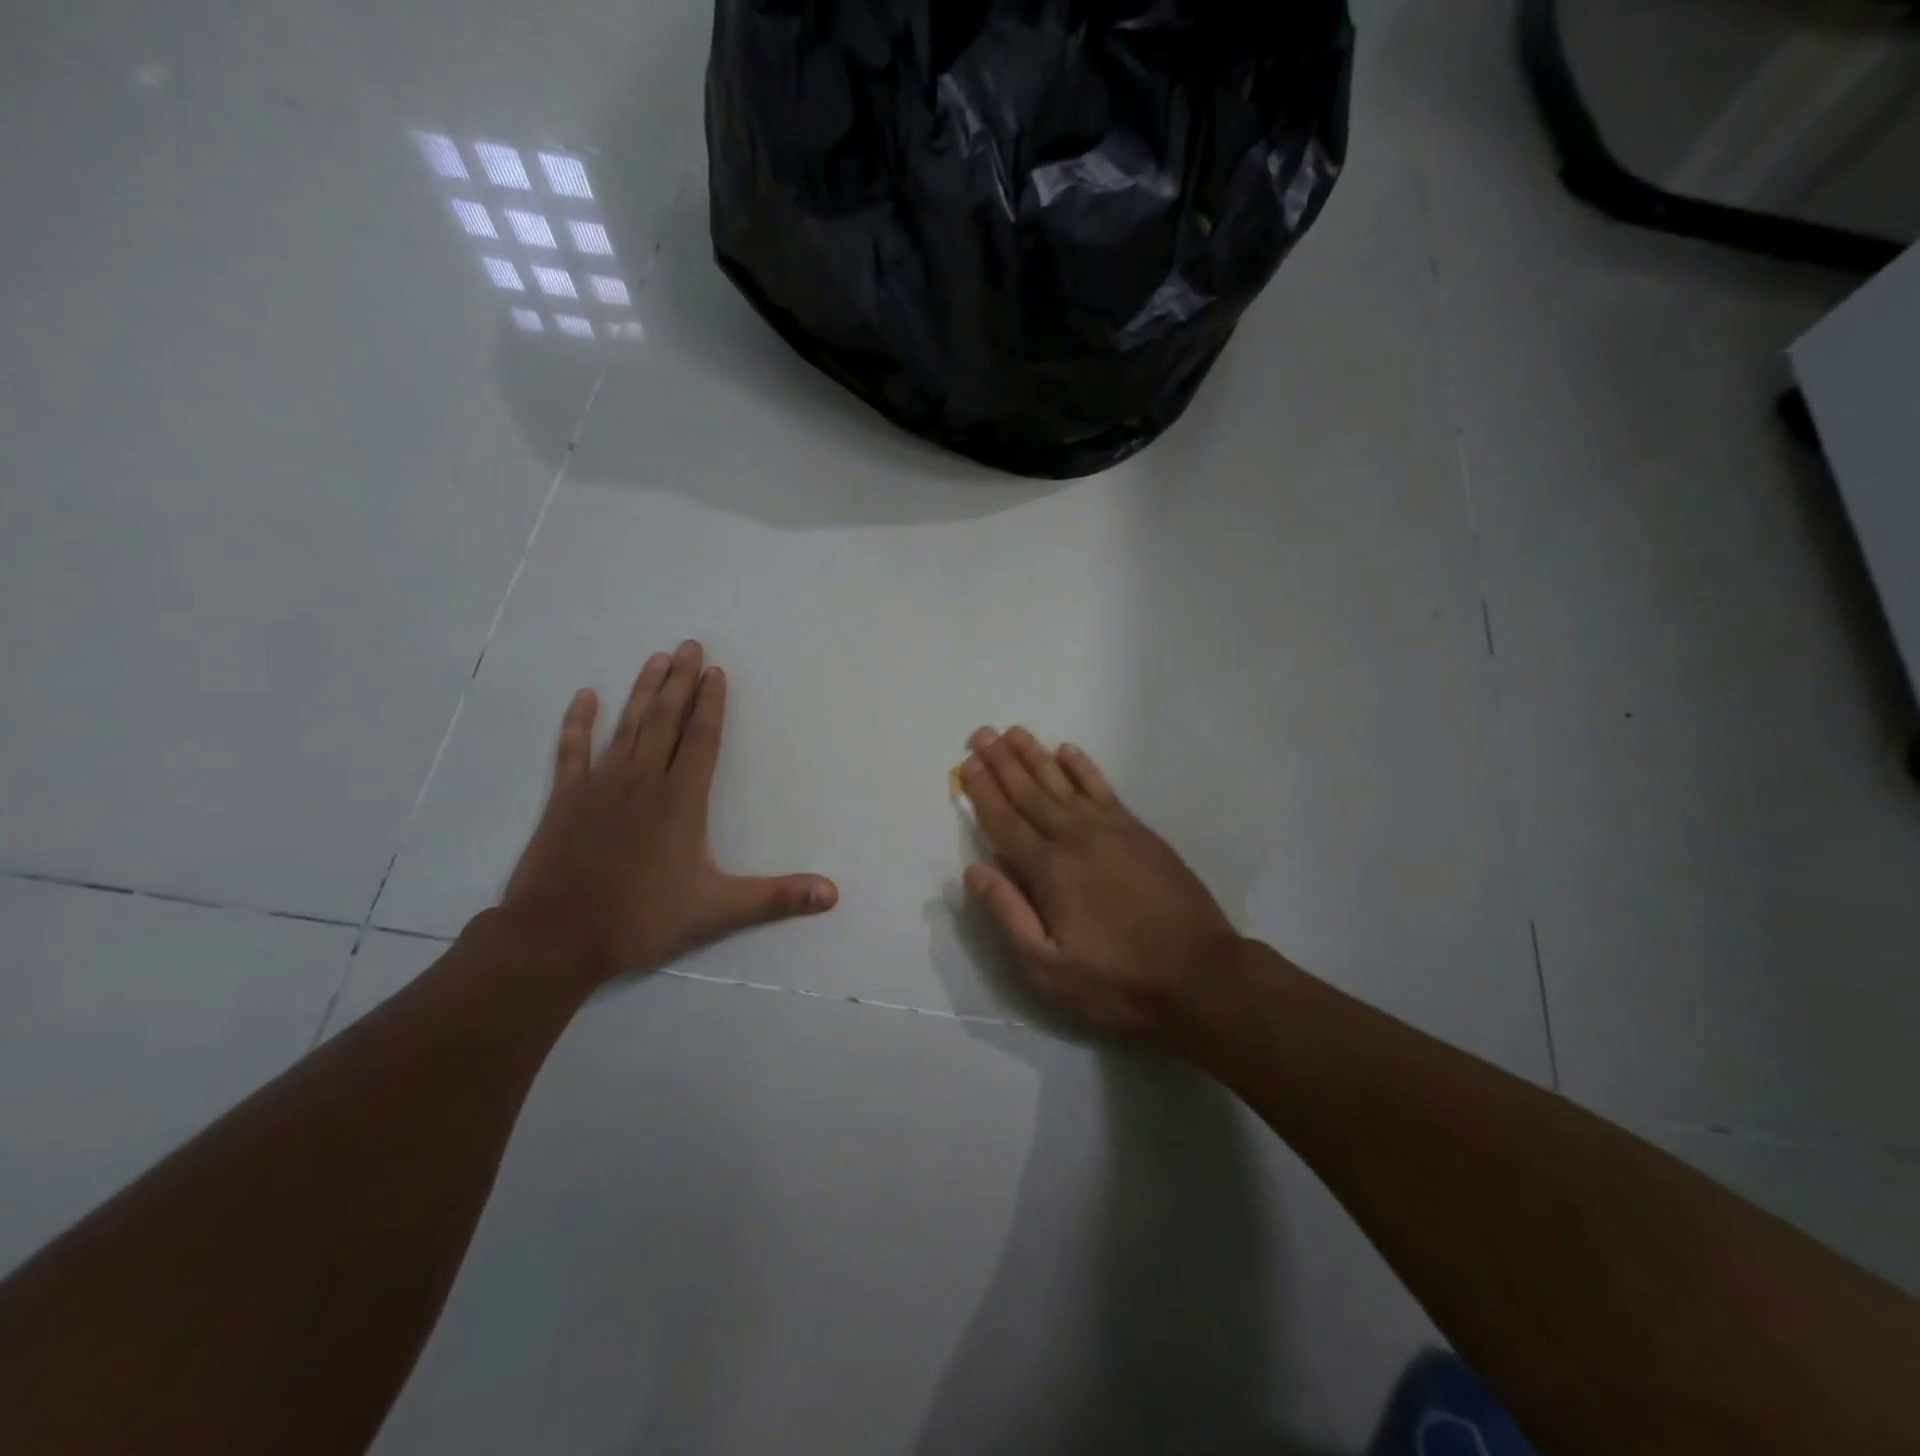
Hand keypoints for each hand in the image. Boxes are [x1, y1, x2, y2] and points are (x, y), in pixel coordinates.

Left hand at [501, 640, 837, 983]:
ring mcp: (600, 785)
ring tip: (657, 659)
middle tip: (689, 644)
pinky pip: (572, 749)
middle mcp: (643, 780)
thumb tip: (833, 894)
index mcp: (681, 800)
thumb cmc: (641, 918)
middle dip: (681, 681)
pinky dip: (579, 722)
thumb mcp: (718, 911)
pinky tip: (586, 696)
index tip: (715, 670)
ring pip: (627, 726)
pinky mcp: (565, 798)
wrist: (556, 937)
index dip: (711, 703)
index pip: (701, 739)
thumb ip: (777, 898)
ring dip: (643, 691)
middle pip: (666, 720)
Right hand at [959, 727, 1241, 1035]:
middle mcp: (1075, 837)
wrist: (1199, 974)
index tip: (966, 763)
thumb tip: (973, 871)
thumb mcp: (1048, 967)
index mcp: (1049, 870)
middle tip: (981, 734)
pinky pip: (1103, 788)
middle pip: (1029, 792)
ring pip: (1063, 782)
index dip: (982, 791)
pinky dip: (1083, 768)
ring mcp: (1111, 829)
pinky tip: (1068, 751)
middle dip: (1002, 762)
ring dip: (1036, 755)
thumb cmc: (1116, 979)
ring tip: (1014, 732)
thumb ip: (1008, 914)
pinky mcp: (1139, 831)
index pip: (1004, 821)